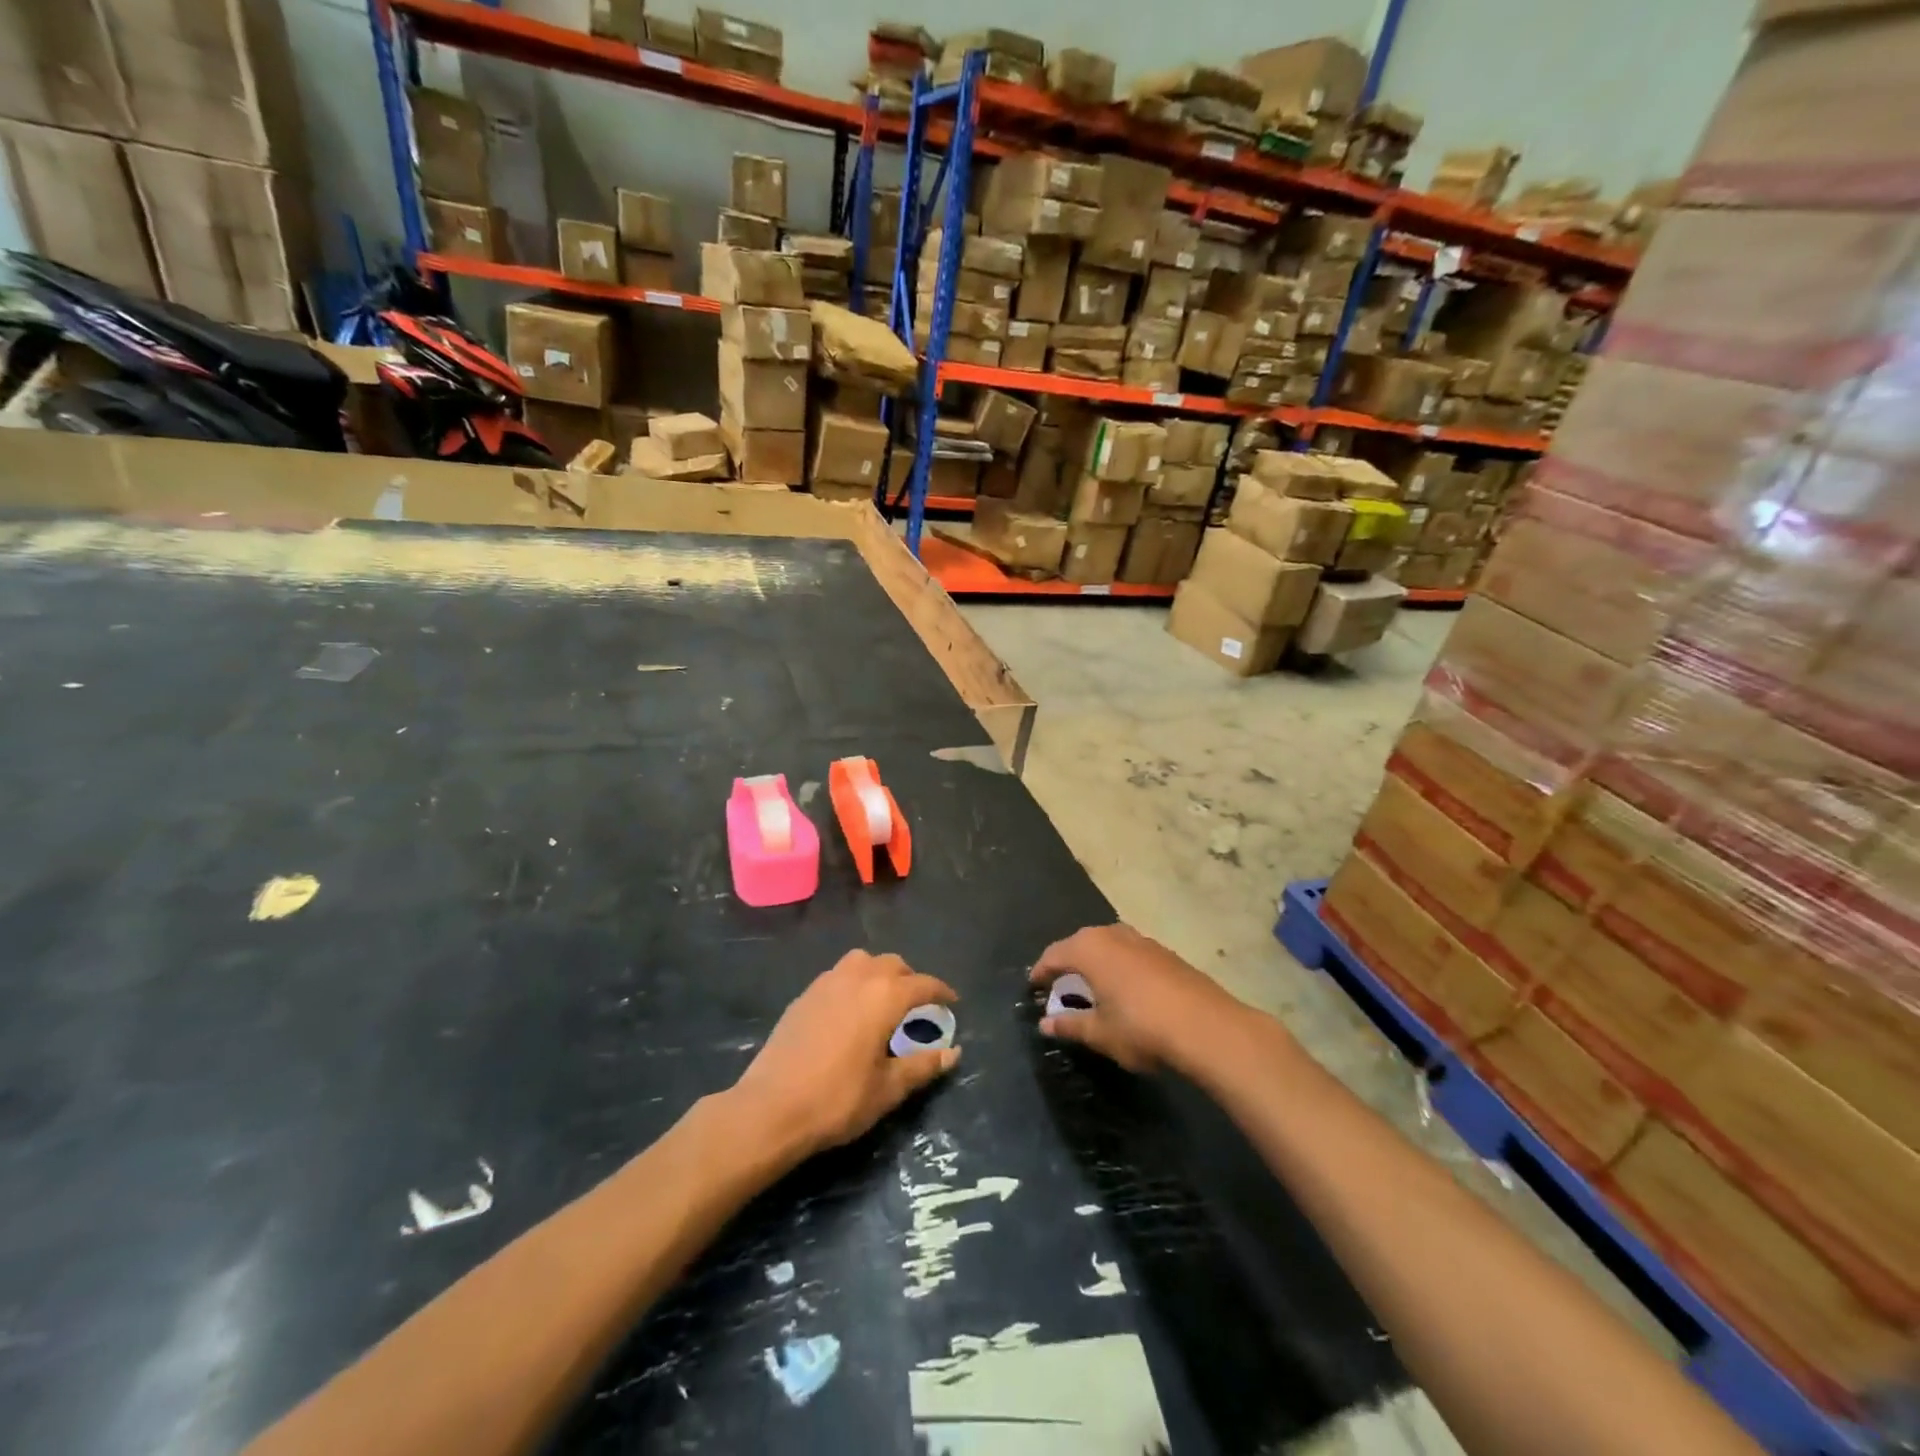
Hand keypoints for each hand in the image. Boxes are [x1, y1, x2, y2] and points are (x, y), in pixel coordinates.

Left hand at [732, 950, 959, 1160]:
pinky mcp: (804, 995)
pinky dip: (854, 982)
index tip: (953, 1003)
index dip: (941, 992)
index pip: (923, 984)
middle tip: (918, 1005)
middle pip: (893, 964)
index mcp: (884, 996)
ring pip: (863, 961)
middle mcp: (858, 977)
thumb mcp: (887, 1089)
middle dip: (911, 979)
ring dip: (879, 973)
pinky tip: (850, 1011)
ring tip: (883, 1000)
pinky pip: (838, 974)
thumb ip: (922, 1066)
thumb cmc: (837, 1099)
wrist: (771, 1108)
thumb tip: (953, 1053)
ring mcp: (826, 982)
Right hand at [1030, 924, 1244, 1071]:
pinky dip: (1119, 967)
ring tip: (1092, 987)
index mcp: (1089, 948)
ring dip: (1096, 963)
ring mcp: (1142, 940)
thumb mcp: (1099, 1033)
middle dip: (1068, 964)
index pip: (1054, 954)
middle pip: (1080, 944)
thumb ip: (1070, 1025)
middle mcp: (1113, 934)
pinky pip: (1129, 953)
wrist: (1206, 1027)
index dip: (1041, 971)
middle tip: (1060, 988)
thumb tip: (1045, 1024)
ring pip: (1108, 945)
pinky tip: (1125, 989)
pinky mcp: (1165, 952)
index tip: (1033, 987)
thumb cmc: (1141, 1028)